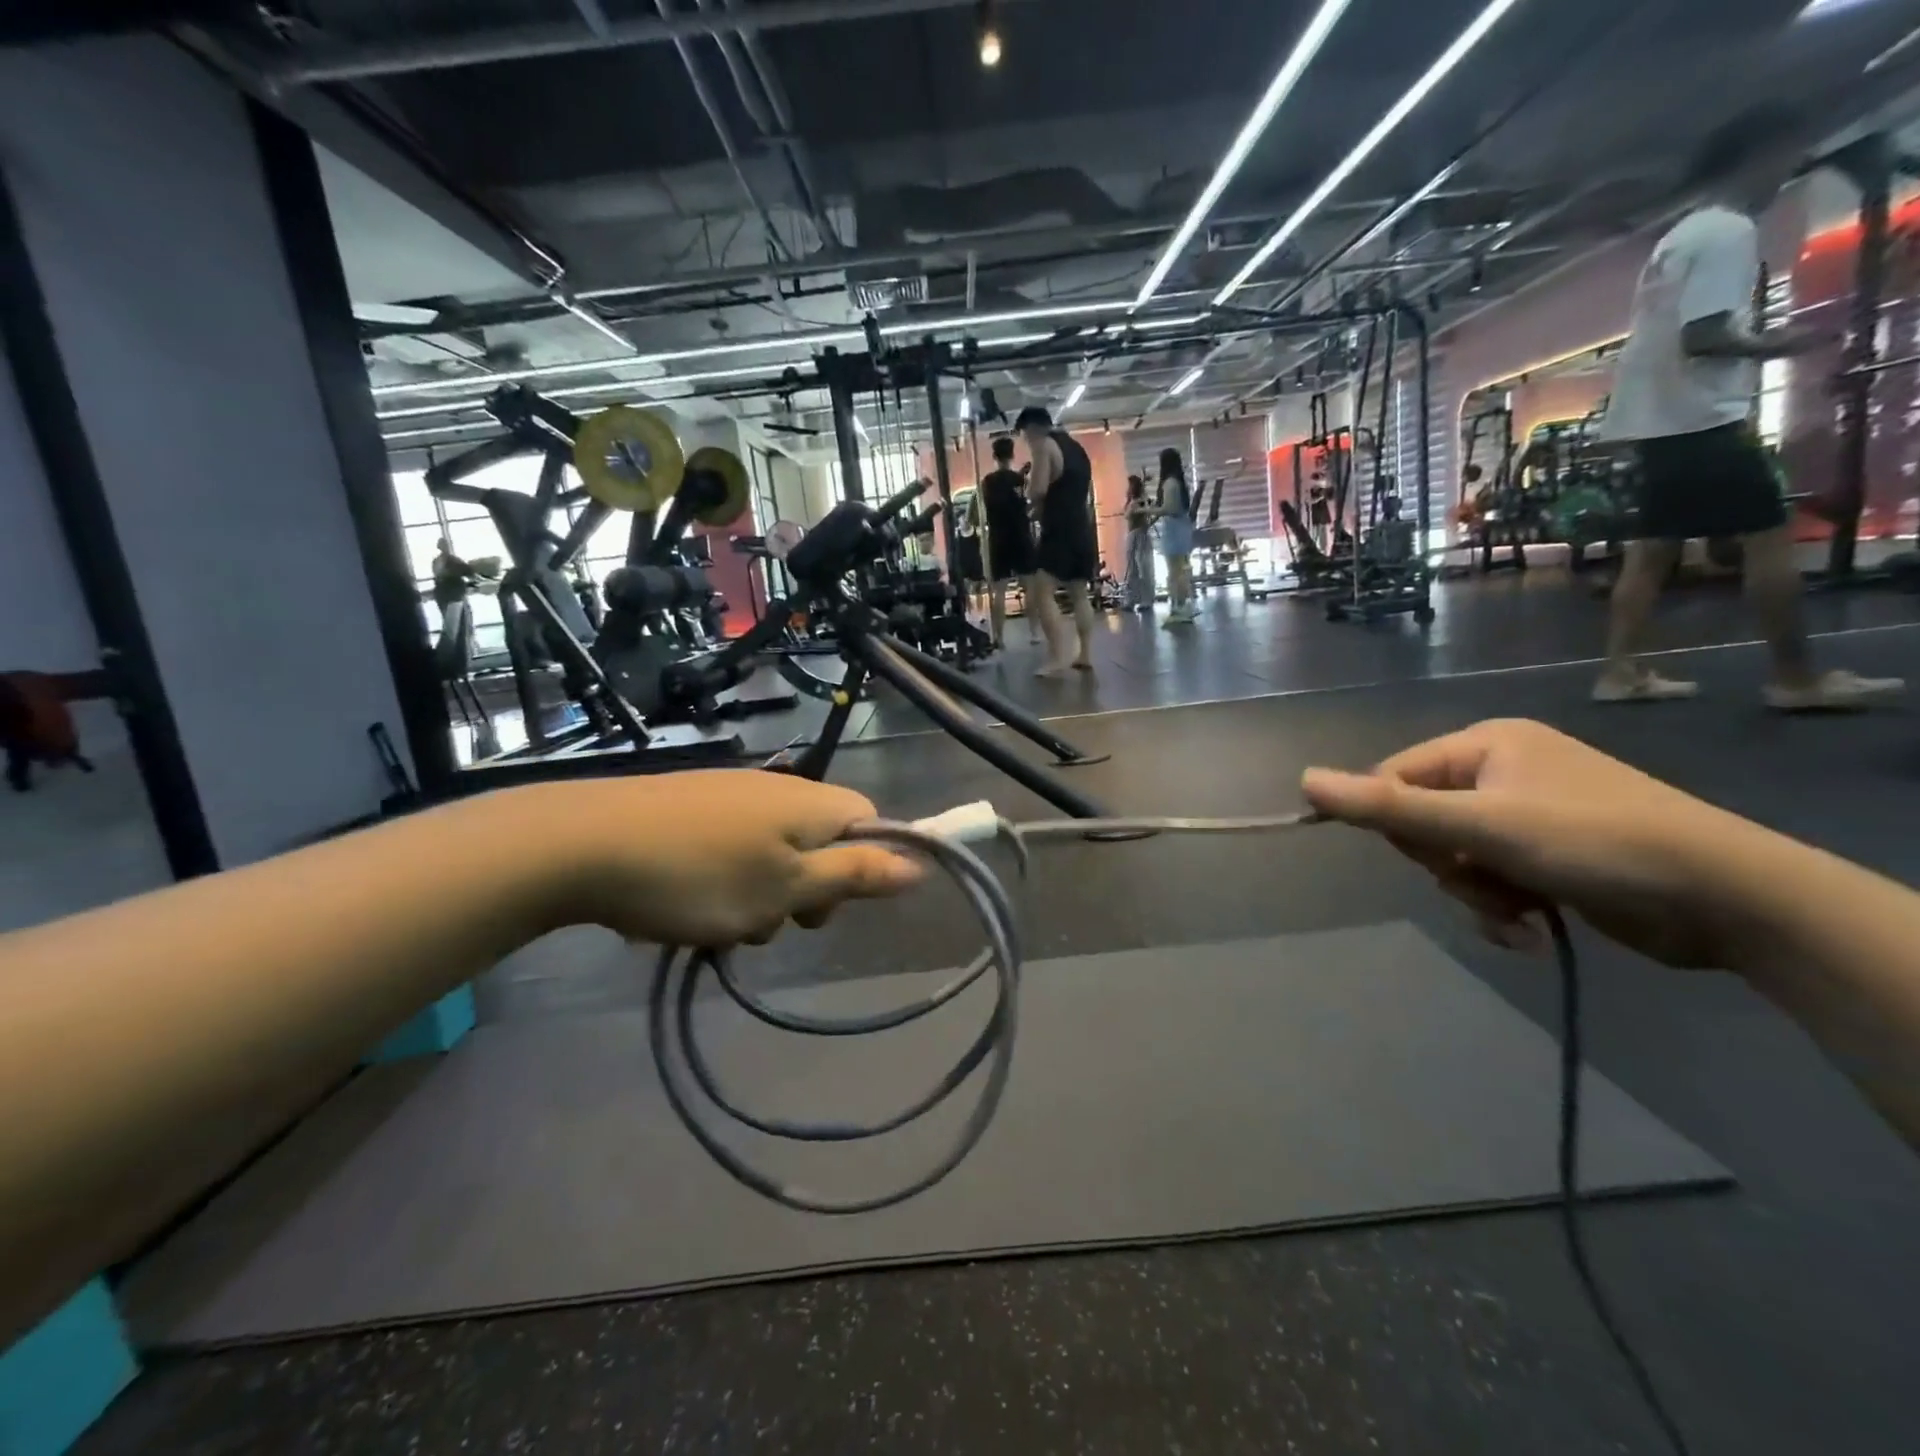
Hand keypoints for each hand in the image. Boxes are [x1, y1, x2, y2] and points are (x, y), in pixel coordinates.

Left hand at [534, 771, 921, 945]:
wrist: (582, 844)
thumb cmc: (700, 875)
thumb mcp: (786, 887)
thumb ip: (855, 876)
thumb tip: (920, 864)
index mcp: (811, 802)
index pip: (871, 821)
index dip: (867, 864)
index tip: (834, 904)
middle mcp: (777, 788)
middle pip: (822, 841)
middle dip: (808, 889)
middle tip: (774, 921)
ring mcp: (730, 795)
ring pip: (774, 851)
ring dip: (763, 893)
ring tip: (722, 923)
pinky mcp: (690, 806)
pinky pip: (733, 847)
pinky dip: (726, 880)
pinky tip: (689, 905)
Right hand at [1301, 719, 1751, 968]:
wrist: (1732, 900)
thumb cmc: (1595, 842)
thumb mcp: (1481, 825)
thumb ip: (1387, 806)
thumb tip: (1304, 781)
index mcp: (1484, 745)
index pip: (1395, 778)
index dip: (1396, 822)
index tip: (1431, 854)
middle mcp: (1503, 771)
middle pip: (1423, 820)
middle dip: (1446, 863)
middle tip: (1484, 880)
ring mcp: (1528, 814)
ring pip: (1455, 857)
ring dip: (1475, 893)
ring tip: (1516, 913)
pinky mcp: (1550, 856)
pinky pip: (1491, 879)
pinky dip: (1500, 908)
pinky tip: (1529, 929)